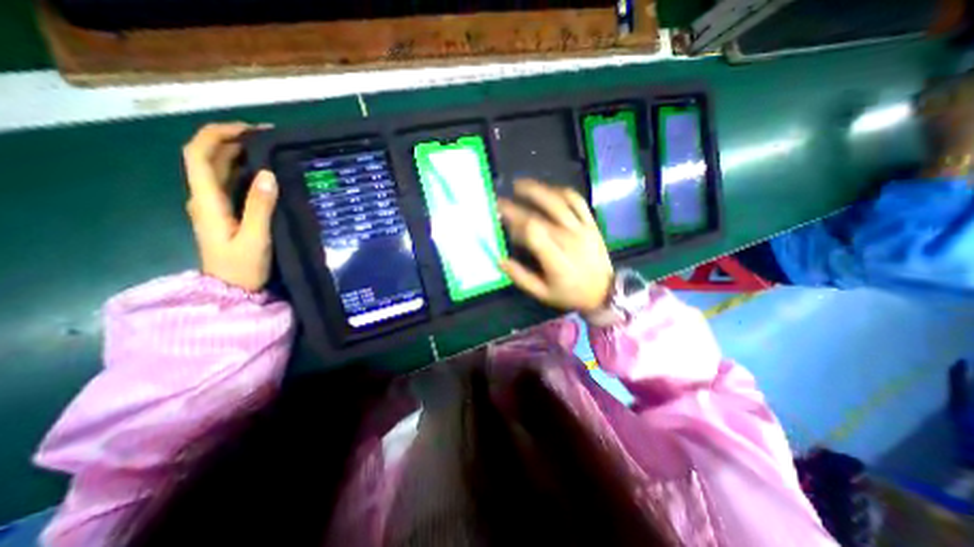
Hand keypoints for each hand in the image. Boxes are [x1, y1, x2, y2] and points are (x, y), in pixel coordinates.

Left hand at [181, 122, 276, 291]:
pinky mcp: (225, 212)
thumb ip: (259, 207)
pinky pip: (229, 182)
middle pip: (208, 157)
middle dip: (233, 139)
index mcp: (206, 200)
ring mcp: (213, 205)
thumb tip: (268, 173)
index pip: (199, 155)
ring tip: (269, 149)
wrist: (231, 289)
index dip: (218, 135)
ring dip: (239, 153)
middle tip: (268, 137)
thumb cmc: (242, 266)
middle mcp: (204, 197)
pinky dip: (244, 170)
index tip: (249, 130)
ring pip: (219, 169)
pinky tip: (264, 172)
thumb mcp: (255, 238)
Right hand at [499, 180, 609, 310]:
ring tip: (519, 185)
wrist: (604, 292)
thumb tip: (499, 259)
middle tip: (501, 201)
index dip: (514, 221)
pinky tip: (549, 190)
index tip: (501, 218)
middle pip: (540, 215)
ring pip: (558, 202)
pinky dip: (562, 192)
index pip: (532, 231)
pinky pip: (578, 202)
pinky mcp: (591, 224)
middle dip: (517, 206)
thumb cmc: (570, 294)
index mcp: (555, 259)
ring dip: (537, 190)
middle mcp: (569, 239)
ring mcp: (582, 229)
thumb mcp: (542, 293)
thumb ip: (520, 277)